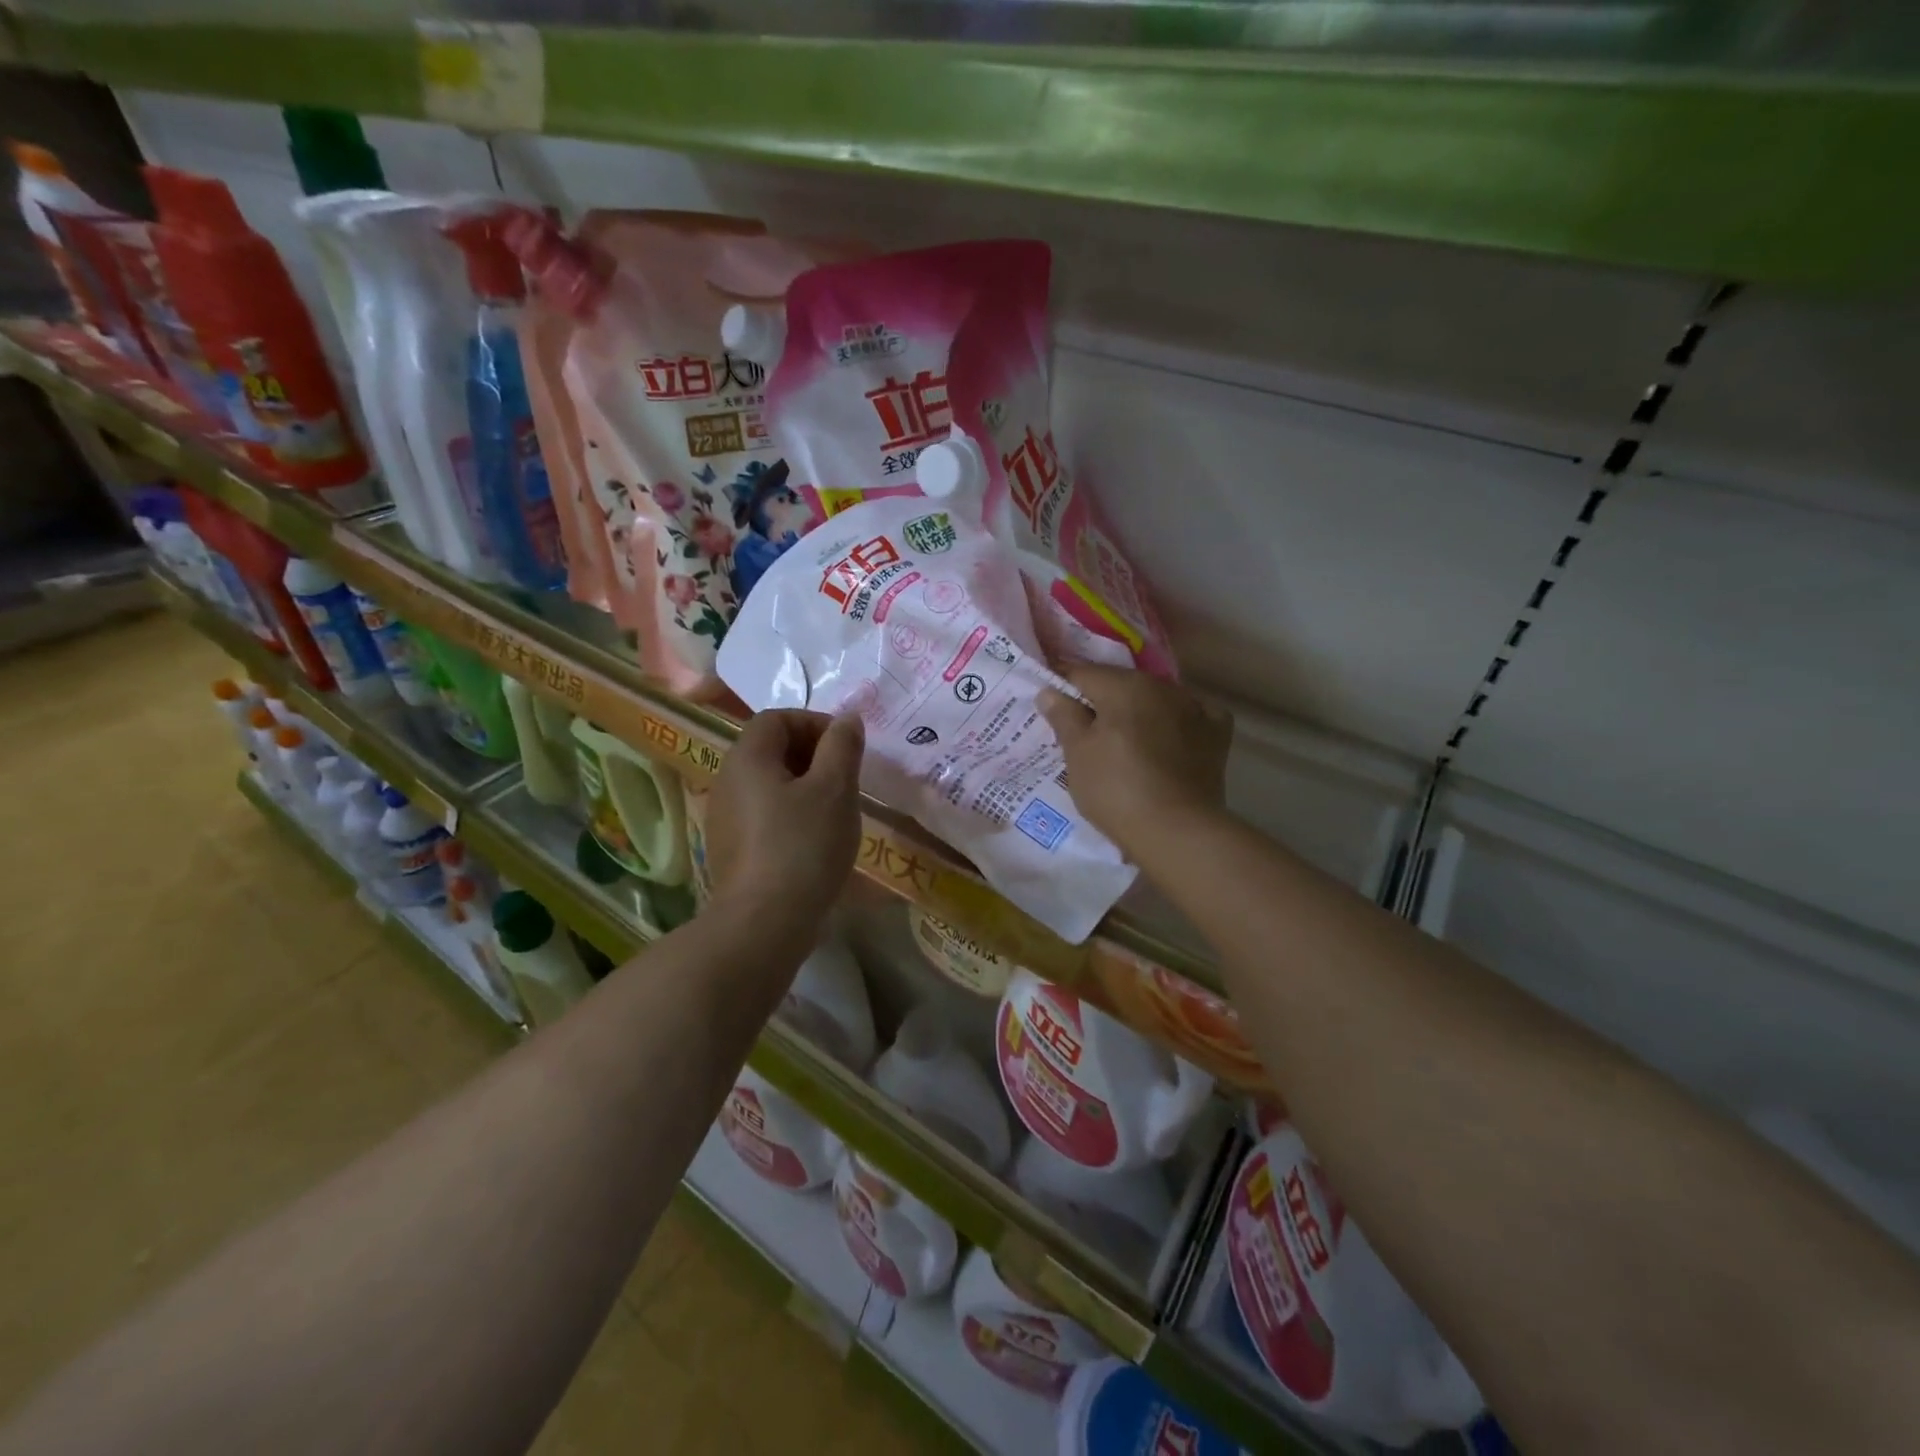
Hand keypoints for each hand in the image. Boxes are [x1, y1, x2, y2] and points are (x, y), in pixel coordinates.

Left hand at [705, 710, 864, 935]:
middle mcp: (727, 780)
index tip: (846, 747)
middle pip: (770, 749)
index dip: (815, 723)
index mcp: (747, 758)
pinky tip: (815, 840)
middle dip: (813, 754)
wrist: (764, 922)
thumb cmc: (803, 845)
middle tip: (846, 777)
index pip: (777, 718)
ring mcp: (724, 818)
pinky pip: (764, 815)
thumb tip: (846, 719)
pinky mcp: (730, 850)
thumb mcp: (835, 789)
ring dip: (804, 786)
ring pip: (769, 784)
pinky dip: (791, 814)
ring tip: (836, 810)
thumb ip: (842, 746)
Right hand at [1038, 664, 1231, 859]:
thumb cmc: (1115, 789)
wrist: (1177, 831)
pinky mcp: (1216, 734)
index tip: (1052, 707)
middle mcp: (1161, 686)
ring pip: (1155, 699)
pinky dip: (1177, 723)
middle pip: (1121, 685)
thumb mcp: (1077, 754)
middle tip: (1085, 731)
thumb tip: (1049, 690)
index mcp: (1123, 685)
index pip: (1082, 673)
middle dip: (1102, 701)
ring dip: (1139, 712)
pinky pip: (1191, 716)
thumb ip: (1064, 716)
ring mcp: (1195, 707)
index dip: (1063, 687)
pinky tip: (1170, 740)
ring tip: (1126, 742)